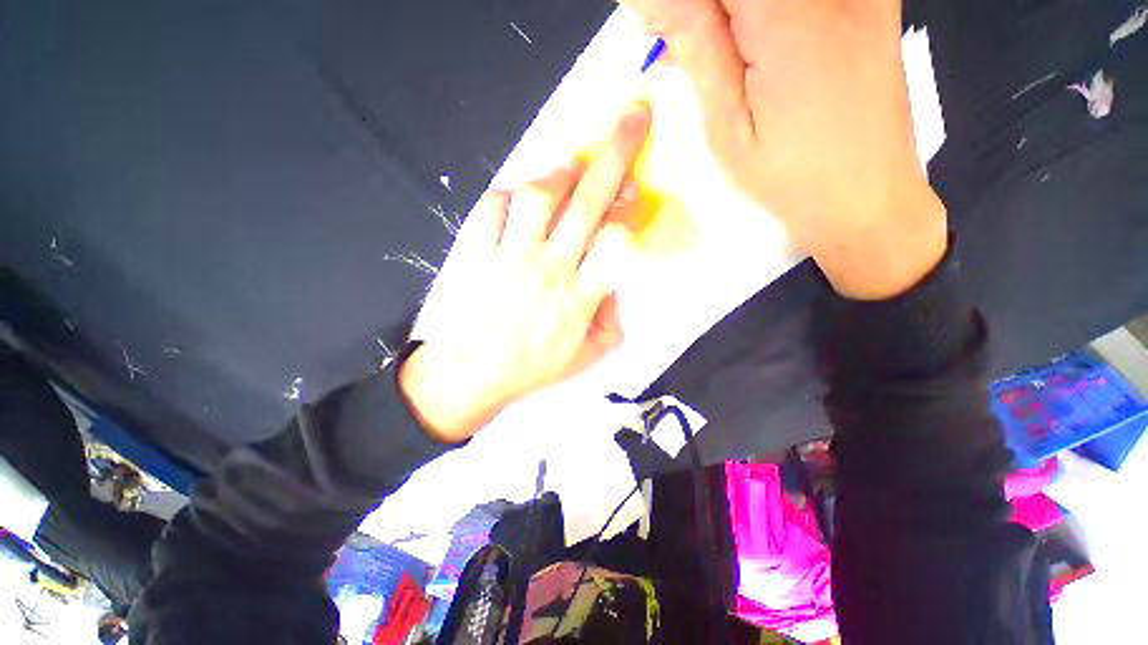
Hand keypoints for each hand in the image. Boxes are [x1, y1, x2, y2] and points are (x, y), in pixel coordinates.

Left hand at [399, 103, 651, 442]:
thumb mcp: (587, 359)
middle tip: (632, 117)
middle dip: (615, 154)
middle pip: (587, 202)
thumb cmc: (532, 370)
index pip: (615, 240)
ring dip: (561, 171)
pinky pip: (491, 207)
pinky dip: (508, 193)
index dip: (630, 210)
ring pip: (538, 196)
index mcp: (578, 299)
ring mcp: (509, 258)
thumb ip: (612, 323)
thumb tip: (613, 288)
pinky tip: (520, 198)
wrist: (470, 376)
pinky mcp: (477, 253)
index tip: (635, 194)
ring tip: (573, 165)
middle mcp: (548, 270)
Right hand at [623, 0, 947, 298]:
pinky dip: (760, 12)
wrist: (865, 198)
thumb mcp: (726, 126)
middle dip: (701, 9)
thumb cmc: (788, 178)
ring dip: (729, 13)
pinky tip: (752, 43)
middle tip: (681, 44)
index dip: (677, 1)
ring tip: (717, 54)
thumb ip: (695, 47)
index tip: (657, 27)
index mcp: (791, 18)